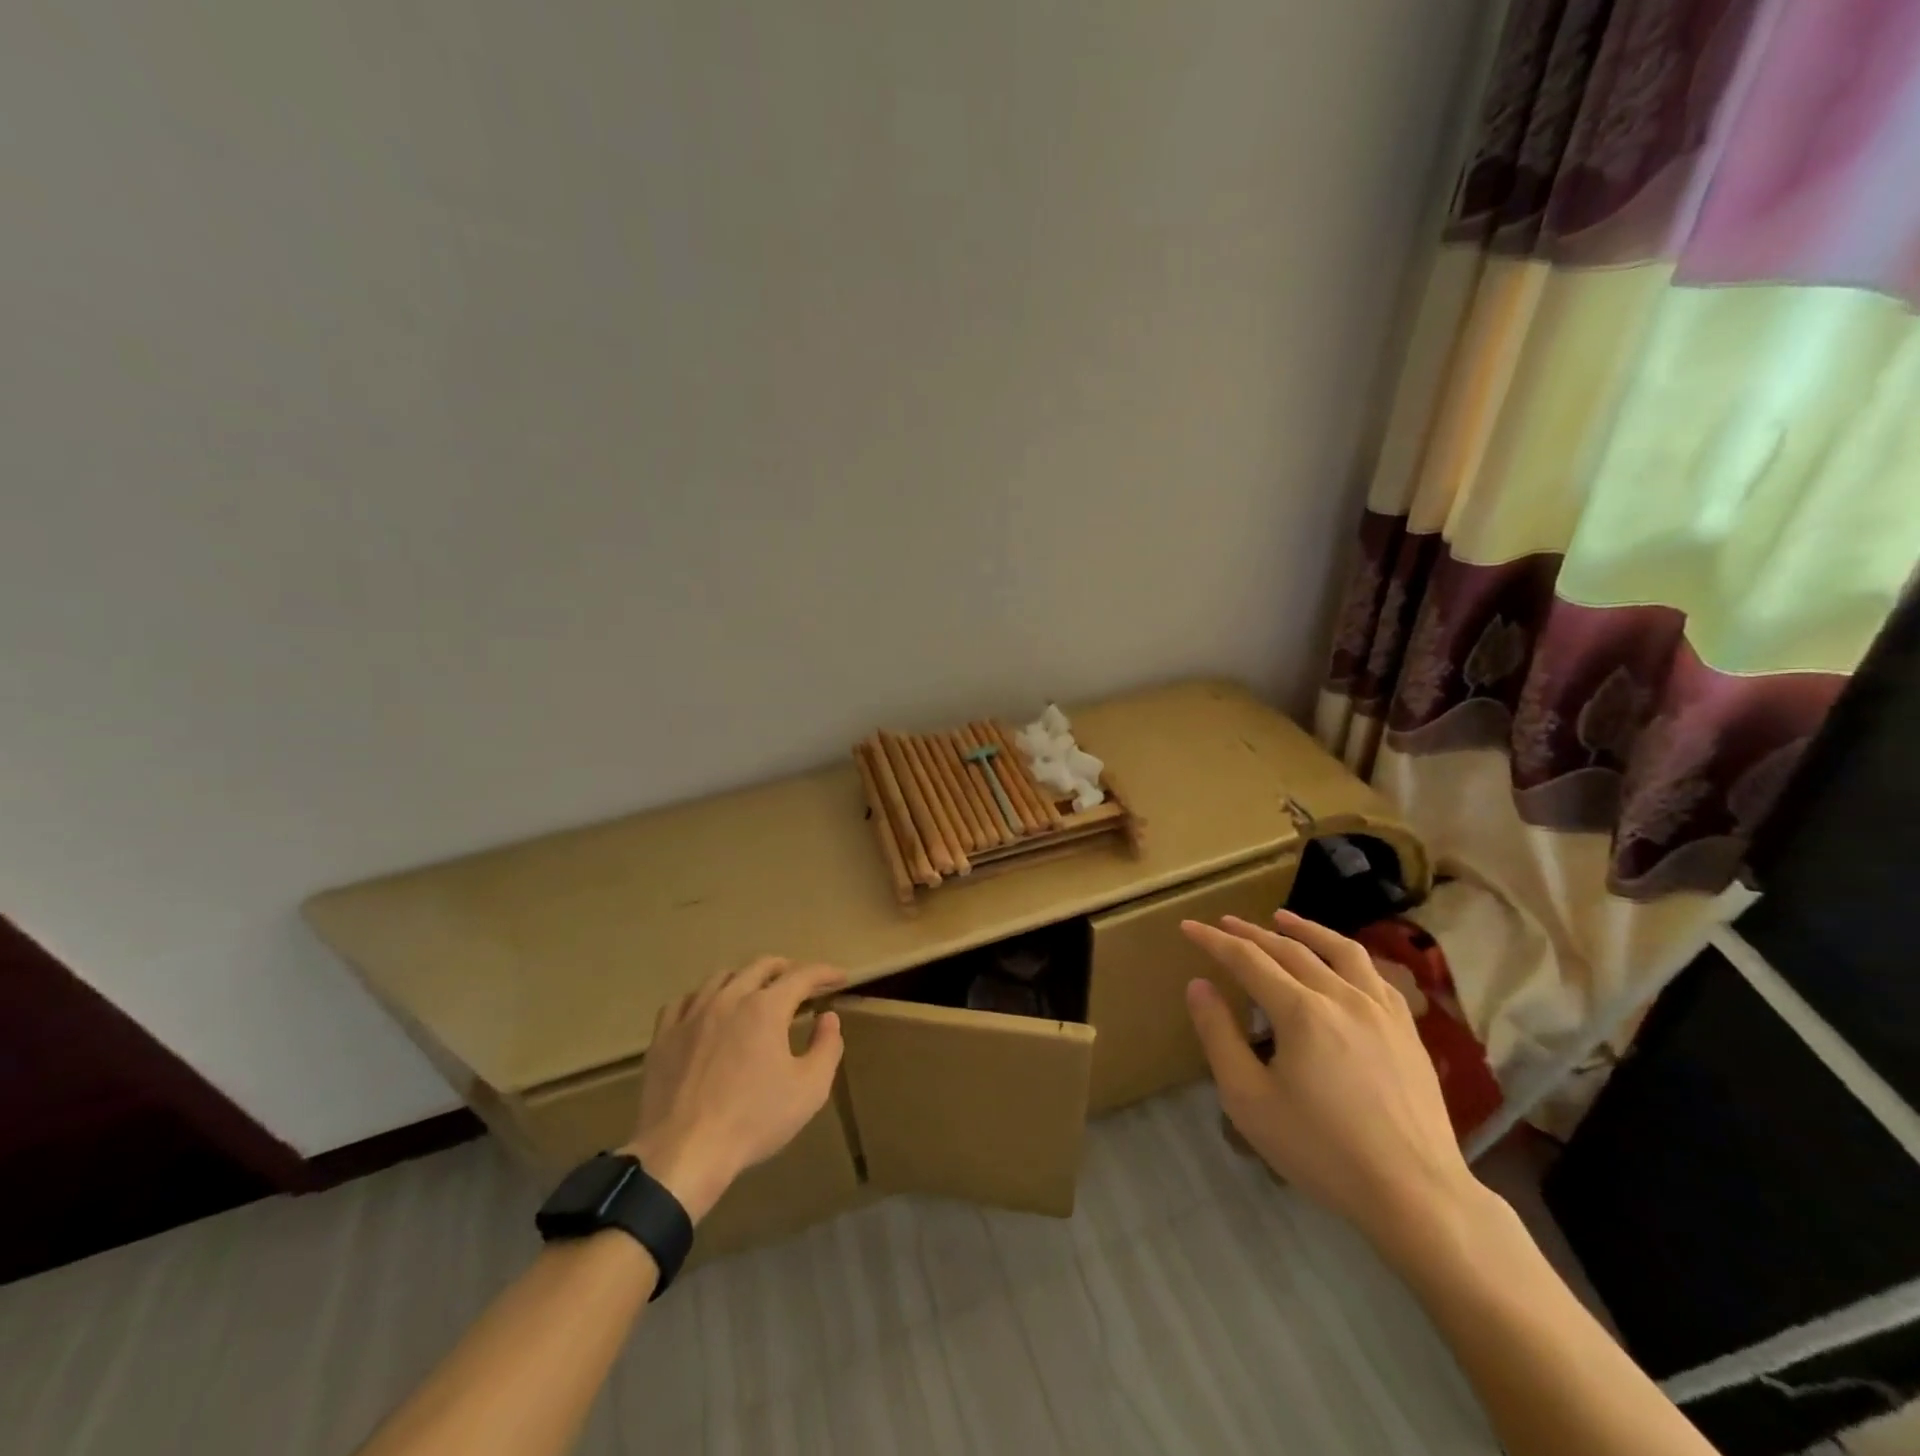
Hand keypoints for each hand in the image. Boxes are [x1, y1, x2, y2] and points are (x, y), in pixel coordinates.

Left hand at [623, 957, 846, 1223]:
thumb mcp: (809, 1090)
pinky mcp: (663, 1035)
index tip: (840, 977)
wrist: (682, 1153)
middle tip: (801, 983)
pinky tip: (707, 1012)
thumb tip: (828, 1018)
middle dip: (787, 968)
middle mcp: (729, 998)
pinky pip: (683, 1001)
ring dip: (745, 978)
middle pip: (761, 966)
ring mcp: (691, 1014)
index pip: (803, 975)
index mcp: (766, 1008)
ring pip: (721, 977)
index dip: (825, 973)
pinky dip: (703, 998)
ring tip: (755, 992)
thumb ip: (827, 1047)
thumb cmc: (753, 1121)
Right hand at [1181, 910, 1478, 1260]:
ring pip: (1340, 951)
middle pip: (1289, 949)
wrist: (1416, 1195)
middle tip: (1225, 923)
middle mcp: (1342, 996)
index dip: (1214, 940)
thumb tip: (1199, 985)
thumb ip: (1219, 1035)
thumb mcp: (1249, 1099)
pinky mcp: (1408, 1031)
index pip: (1247, 959)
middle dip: (1251, 932)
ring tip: (1282, 918)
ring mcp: (1382, 1011)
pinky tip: (1341, 964)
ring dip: (1305, 930)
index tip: (1189, 927)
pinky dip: (1348, 957)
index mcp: (1301, 1011)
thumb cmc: (1321, 1150)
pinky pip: (1375, 976)